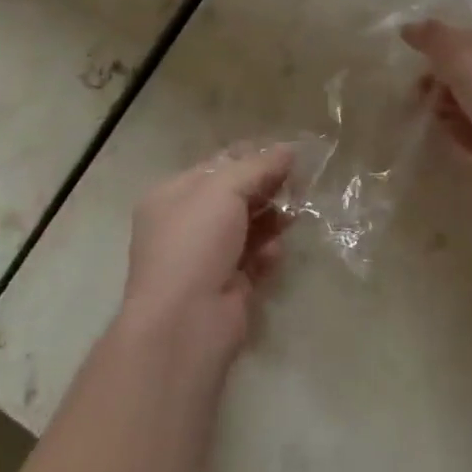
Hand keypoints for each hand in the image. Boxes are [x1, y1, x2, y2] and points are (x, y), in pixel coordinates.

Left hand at [121, 146, 291, 366]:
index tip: (286, 154)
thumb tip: (289, 149)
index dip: (250, 157)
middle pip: (234, 196)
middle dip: (266, 188)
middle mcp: (186, 225)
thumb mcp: (224, 190)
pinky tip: (275, 252)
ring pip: (248, 227)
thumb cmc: (195, 243)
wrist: (185, 323)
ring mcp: (206, 258)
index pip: (216, 166)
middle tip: (299, 182)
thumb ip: (258, 166)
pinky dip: (268, 252)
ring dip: (272, 219)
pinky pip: (254, 259)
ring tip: (295, 214)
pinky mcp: (228, 286)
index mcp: (173, 196)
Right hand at [402, 20, 471, 191]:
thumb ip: (433, 36)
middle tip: (420, 91)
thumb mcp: (460, 51)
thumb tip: (408, 28)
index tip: (422, 62)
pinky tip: (444, 132)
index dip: (447, 52)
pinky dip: (456, 133)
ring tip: (434, 113)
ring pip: (471, 108)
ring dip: (447, 108)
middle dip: (442, 82)